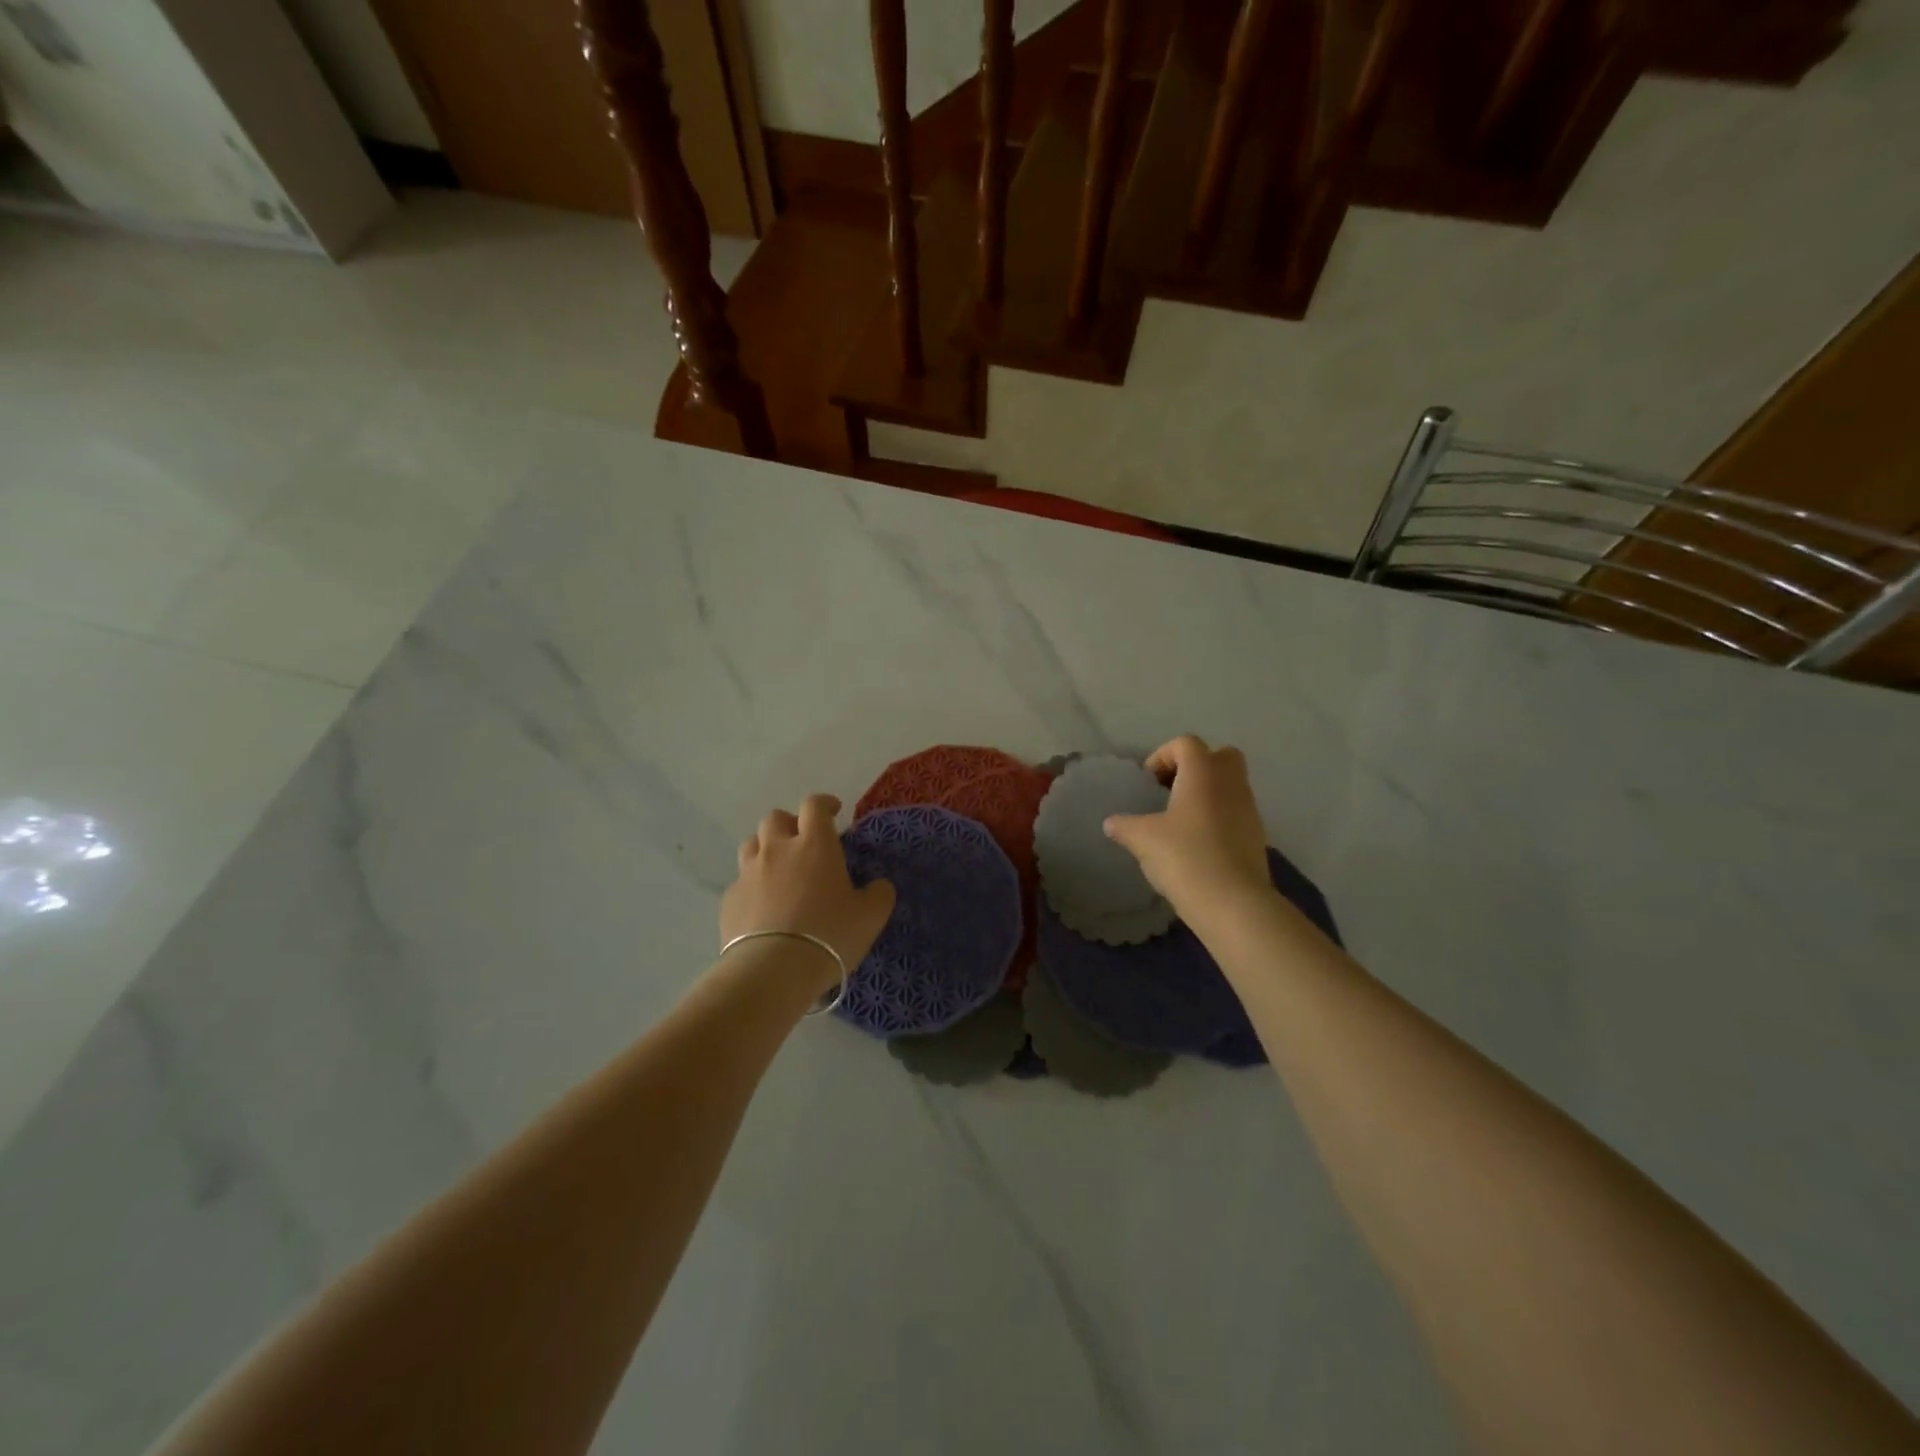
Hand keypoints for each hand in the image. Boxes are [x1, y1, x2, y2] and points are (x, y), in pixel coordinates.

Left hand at [720, 795, 895, 993]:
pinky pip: (740, 882)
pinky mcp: (729, 900)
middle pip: (775, 818)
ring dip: (766, 849)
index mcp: (814, 845)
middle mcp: (777, 850)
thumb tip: (878, 885)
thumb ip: (879, 894)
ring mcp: (748, 873)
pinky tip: (763, 906)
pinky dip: (752, 886)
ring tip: (779, 870)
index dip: (824, 804)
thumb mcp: (870, 916)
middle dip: (790, 824)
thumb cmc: (829, 935)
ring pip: (751, 844)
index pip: (814, 806)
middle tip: (803, 843)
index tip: (834, 811)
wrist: (773, 971)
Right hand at [1102, 736, 1271, 919]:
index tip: (1147, 783)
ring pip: (1230, 786)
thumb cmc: (1184, 856)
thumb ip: (1124, 826)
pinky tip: (1197, 845)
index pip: (1185, 743)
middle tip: (1170, 791)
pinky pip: (1236, 813)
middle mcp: (1230, 783)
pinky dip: (1218, 819)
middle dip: (1195, 767)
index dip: (1162, 756)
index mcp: (1202, 772)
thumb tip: (1111, 823)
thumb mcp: (1142, 839)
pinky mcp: (1257, 836)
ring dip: (1207, 794)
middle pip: (1219, 756)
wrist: (1233, 903)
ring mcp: (1249, 809)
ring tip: (1180, 822)